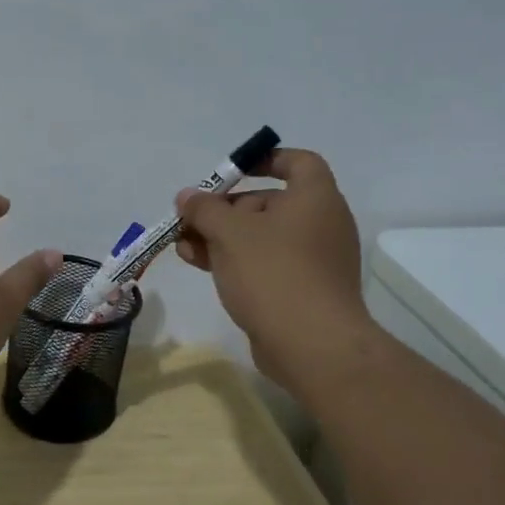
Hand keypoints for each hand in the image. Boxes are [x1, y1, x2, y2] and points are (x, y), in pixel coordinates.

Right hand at [174, 149, 373, 382]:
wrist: (312, 345)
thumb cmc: (273, 273)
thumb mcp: (229, 233)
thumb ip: (204, 209)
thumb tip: (187, 196)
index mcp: (315, 198)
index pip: (297, 162)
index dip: (264, 160)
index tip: (231, 172)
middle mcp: (321, 224)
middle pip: (269, 203)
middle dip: (225, 209)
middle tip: (191, 219)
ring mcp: (314, 260)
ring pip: (262, 237)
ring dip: (221, 237)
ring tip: (183, 246)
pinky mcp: (303, 290)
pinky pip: (266, 264)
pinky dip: (235, 260)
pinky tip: (199, 265)